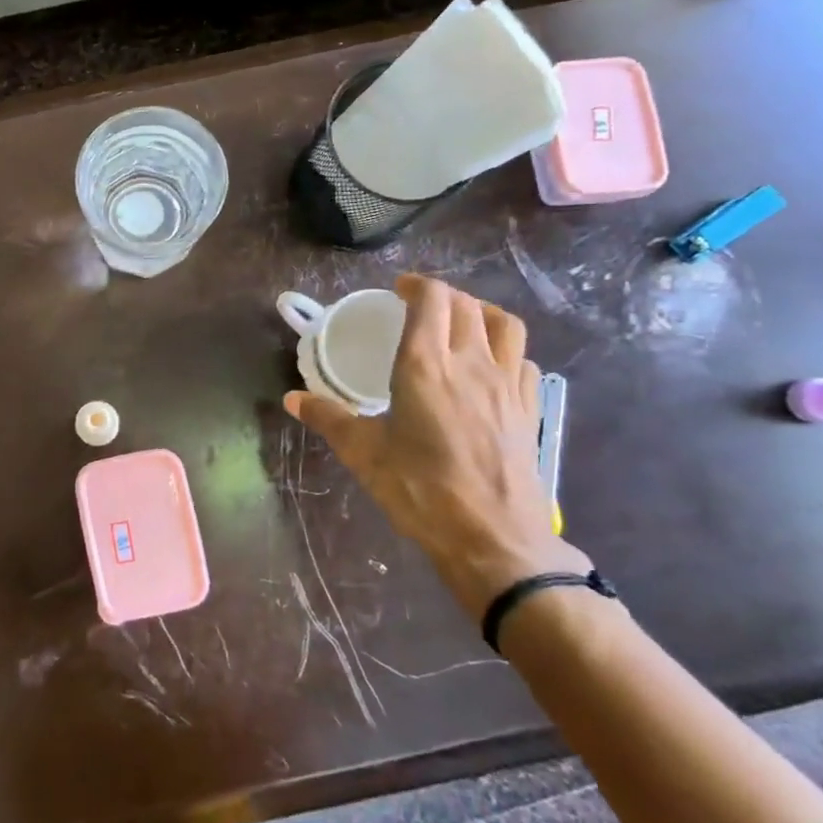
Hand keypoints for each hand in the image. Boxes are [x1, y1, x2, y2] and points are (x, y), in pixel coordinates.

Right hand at [285, 273, 584, 616]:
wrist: (492, 537)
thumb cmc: (420, 491)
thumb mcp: (363, 454)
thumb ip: (329, 418)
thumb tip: (293, 399)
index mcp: (425, 366)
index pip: (432, 300)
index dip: (416, 285)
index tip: (398, 290)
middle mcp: (471, 362)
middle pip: (465, 305)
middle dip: (442, 296)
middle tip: (419, 306)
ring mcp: (507, 383)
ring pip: (503, 323)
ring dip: (480, 311)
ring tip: (460, 323)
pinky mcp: (528, 407)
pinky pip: (522, 358)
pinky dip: (504, 348)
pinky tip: (489, 367)